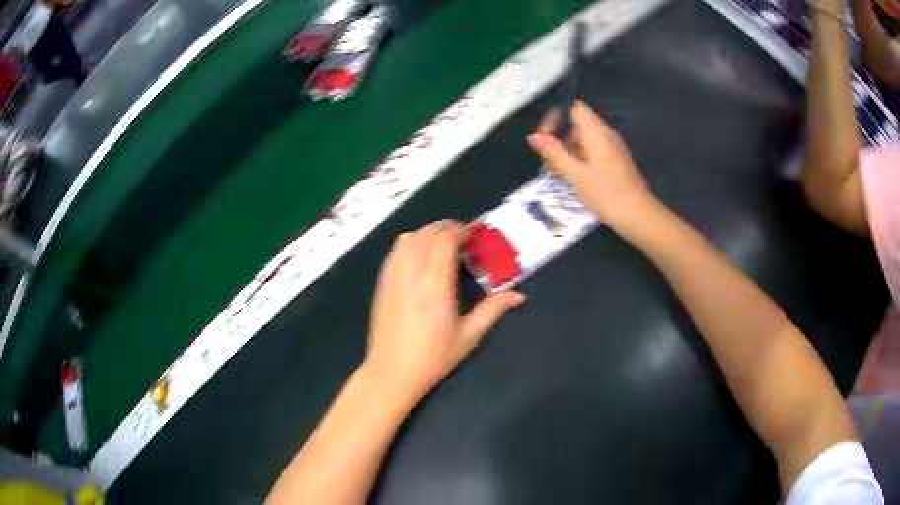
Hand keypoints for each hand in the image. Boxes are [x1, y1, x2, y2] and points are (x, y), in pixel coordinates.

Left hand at [365, 220, 524, 400]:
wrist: (392, 371)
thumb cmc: (433, 356)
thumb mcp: (469, 336)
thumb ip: (493, 310)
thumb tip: (519, 295)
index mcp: (435, 284)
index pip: (444, 240)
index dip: (460, 231)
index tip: (473, 234)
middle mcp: (411, 273)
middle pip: (426, 234)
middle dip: (445, 227)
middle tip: (462, 236)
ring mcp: (392, 276)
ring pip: (407, 238)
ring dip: (426, 233)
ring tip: (441, 243)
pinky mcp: (381, 283)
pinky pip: (394, 251)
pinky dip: (409, 243)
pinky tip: (419, 257)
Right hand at [527, 101, 654, 232]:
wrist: (639, 216)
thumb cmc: (607, 194)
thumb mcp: (575, 174)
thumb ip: (554, 153)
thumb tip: (534, 137)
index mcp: (597, 132)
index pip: (573, 108)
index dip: (555, 117)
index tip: (544, 138)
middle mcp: (606, 135)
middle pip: (578, 123)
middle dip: (559, 136)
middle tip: (546, 158)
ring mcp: (613, 149)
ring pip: (585, 139)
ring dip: (568, 150)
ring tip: (555, 171)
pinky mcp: (616, 162)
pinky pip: (593, 151)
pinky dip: (580, 158)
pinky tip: (572, 177)